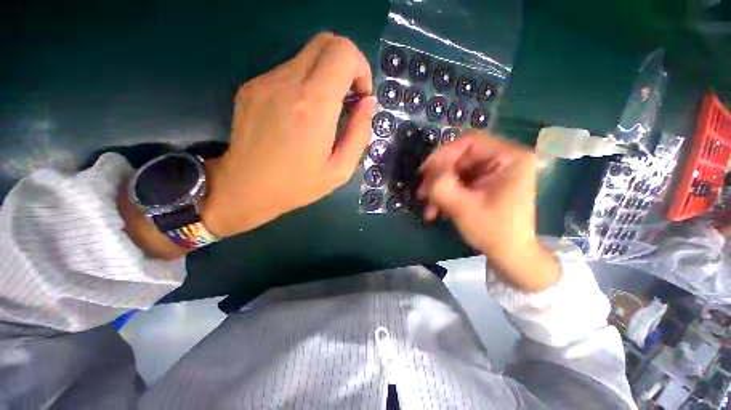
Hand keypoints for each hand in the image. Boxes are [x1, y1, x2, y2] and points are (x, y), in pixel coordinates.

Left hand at [201, 33, 375, 237]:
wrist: (244, 188)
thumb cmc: (297, 185)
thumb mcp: (340, 170)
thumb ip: (359, 134)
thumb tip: (368, 104)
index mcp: (313, 107)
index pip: (343, 52)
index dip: (360, 67)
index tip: (360, 96)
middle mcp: (287, 83)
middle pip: (325, 42)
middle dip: (346, 64)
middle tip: (347, 98)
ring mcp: (265, 81)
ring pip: (306, 56)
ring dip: (325, 77)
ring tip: (324, 113)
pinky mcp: (252, 86)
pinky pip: (288, 71)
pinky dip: (304, 84)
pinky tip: (300, 115)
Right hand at [417, 132, 559, 291]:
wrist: (509, 255)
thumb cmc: (493, 231)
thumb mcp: (463, 207)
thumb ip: (442, 185)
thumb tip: (429, 170)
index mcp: (509, 158)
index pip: (470, 142)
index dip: (443, 154)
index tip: (424, 172)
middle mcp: (503, 159)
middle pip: (460, 157)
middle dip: (438, 177)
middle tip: (422, 193)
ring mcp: (493, 172)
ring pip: (455, 171)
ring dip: (438, 188)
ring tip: (427, 207)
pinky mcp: (484, 183)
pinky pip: (458, 182)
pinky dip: (445, 194)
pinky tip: (436, 210)